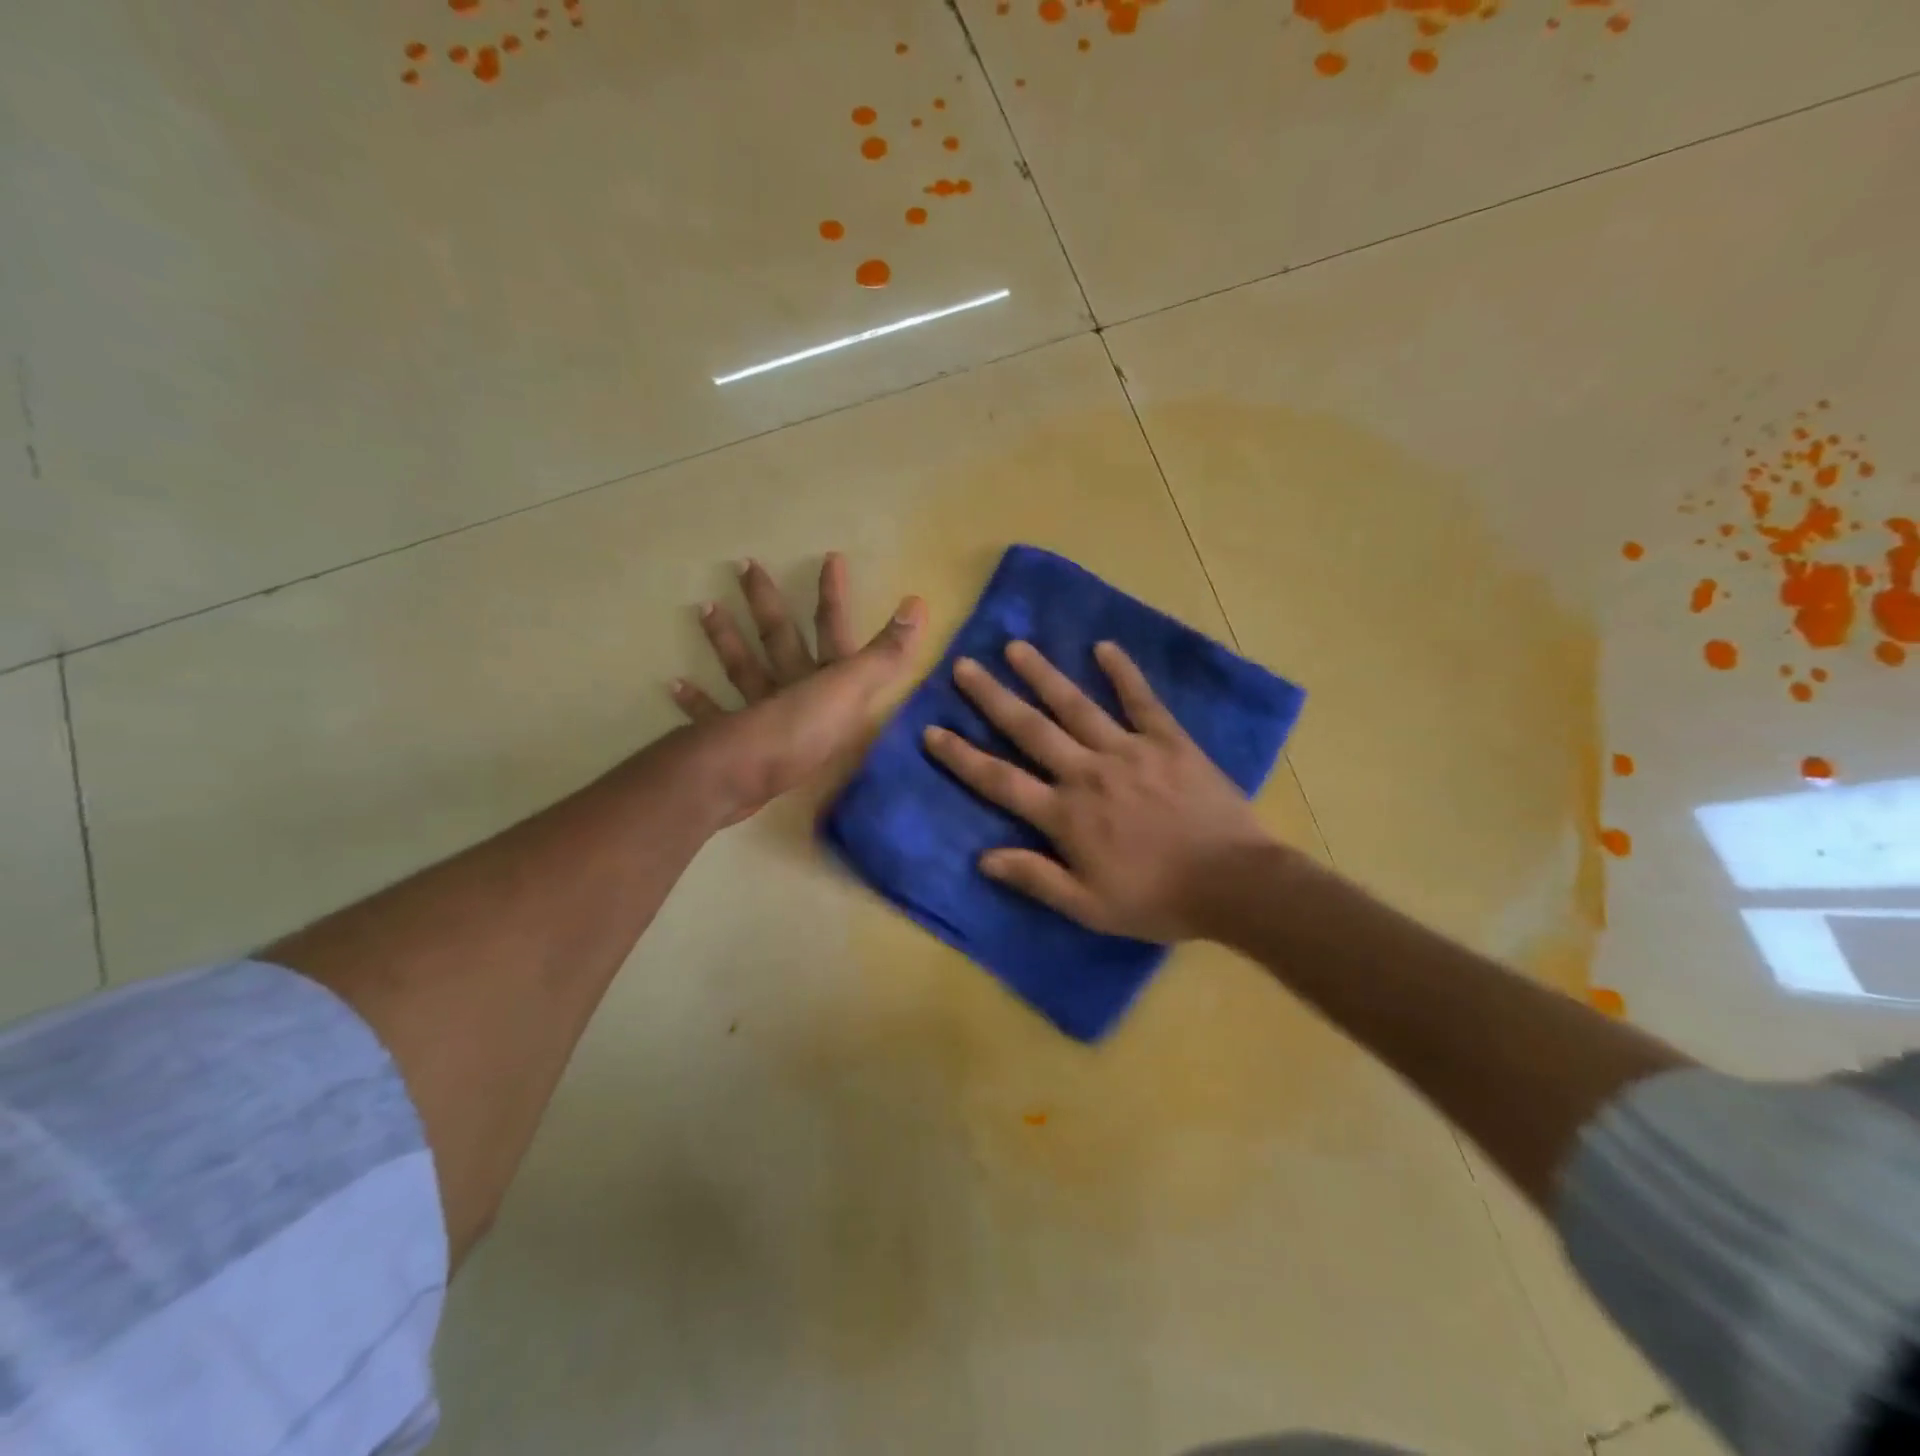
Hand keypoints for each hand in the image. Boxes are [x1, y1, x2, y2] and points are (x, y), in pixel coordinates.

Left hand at [672, 554, 924, 823]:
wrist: (744, 773)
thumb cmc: (803, 731)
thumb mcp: (853, 691)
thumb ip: (887, 654)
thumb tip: (918, 601)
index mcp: (821, 675)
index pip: (831, 627)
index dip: (833, 595)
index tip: (830, 557)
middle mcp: (787, 684)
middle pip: (778, 637)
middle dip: (766, 602)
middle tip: (744, 565)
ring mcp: (757, 711)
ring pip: (742, 668)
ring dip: (725, 640)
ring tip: (704, 608)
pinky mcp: (732, 739)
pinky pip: (711, 714)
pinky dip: (695, 700)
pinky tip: (673, 684)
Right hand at [923, 640, 1273, 941]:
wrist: (1234, 884)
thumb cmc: (1157, 899)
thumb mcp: (1089, 907)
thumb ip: (1036, 878)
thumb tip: (983, 857)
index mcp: (1065, 814)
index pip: (1000, 780)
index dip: (962, 757)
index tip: (932, 731)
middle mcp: (1087, 772)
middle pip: (1030, 729)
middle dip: (992, 697)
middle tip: (963, 666)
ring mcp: (1128, 751)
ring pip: (1076, 705)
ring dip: (1042, 675)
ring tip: (1015, 647)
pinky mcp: (1168, 741)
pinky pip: (1141, 700)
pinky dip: (1123, 673)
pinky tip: (1104, 648)